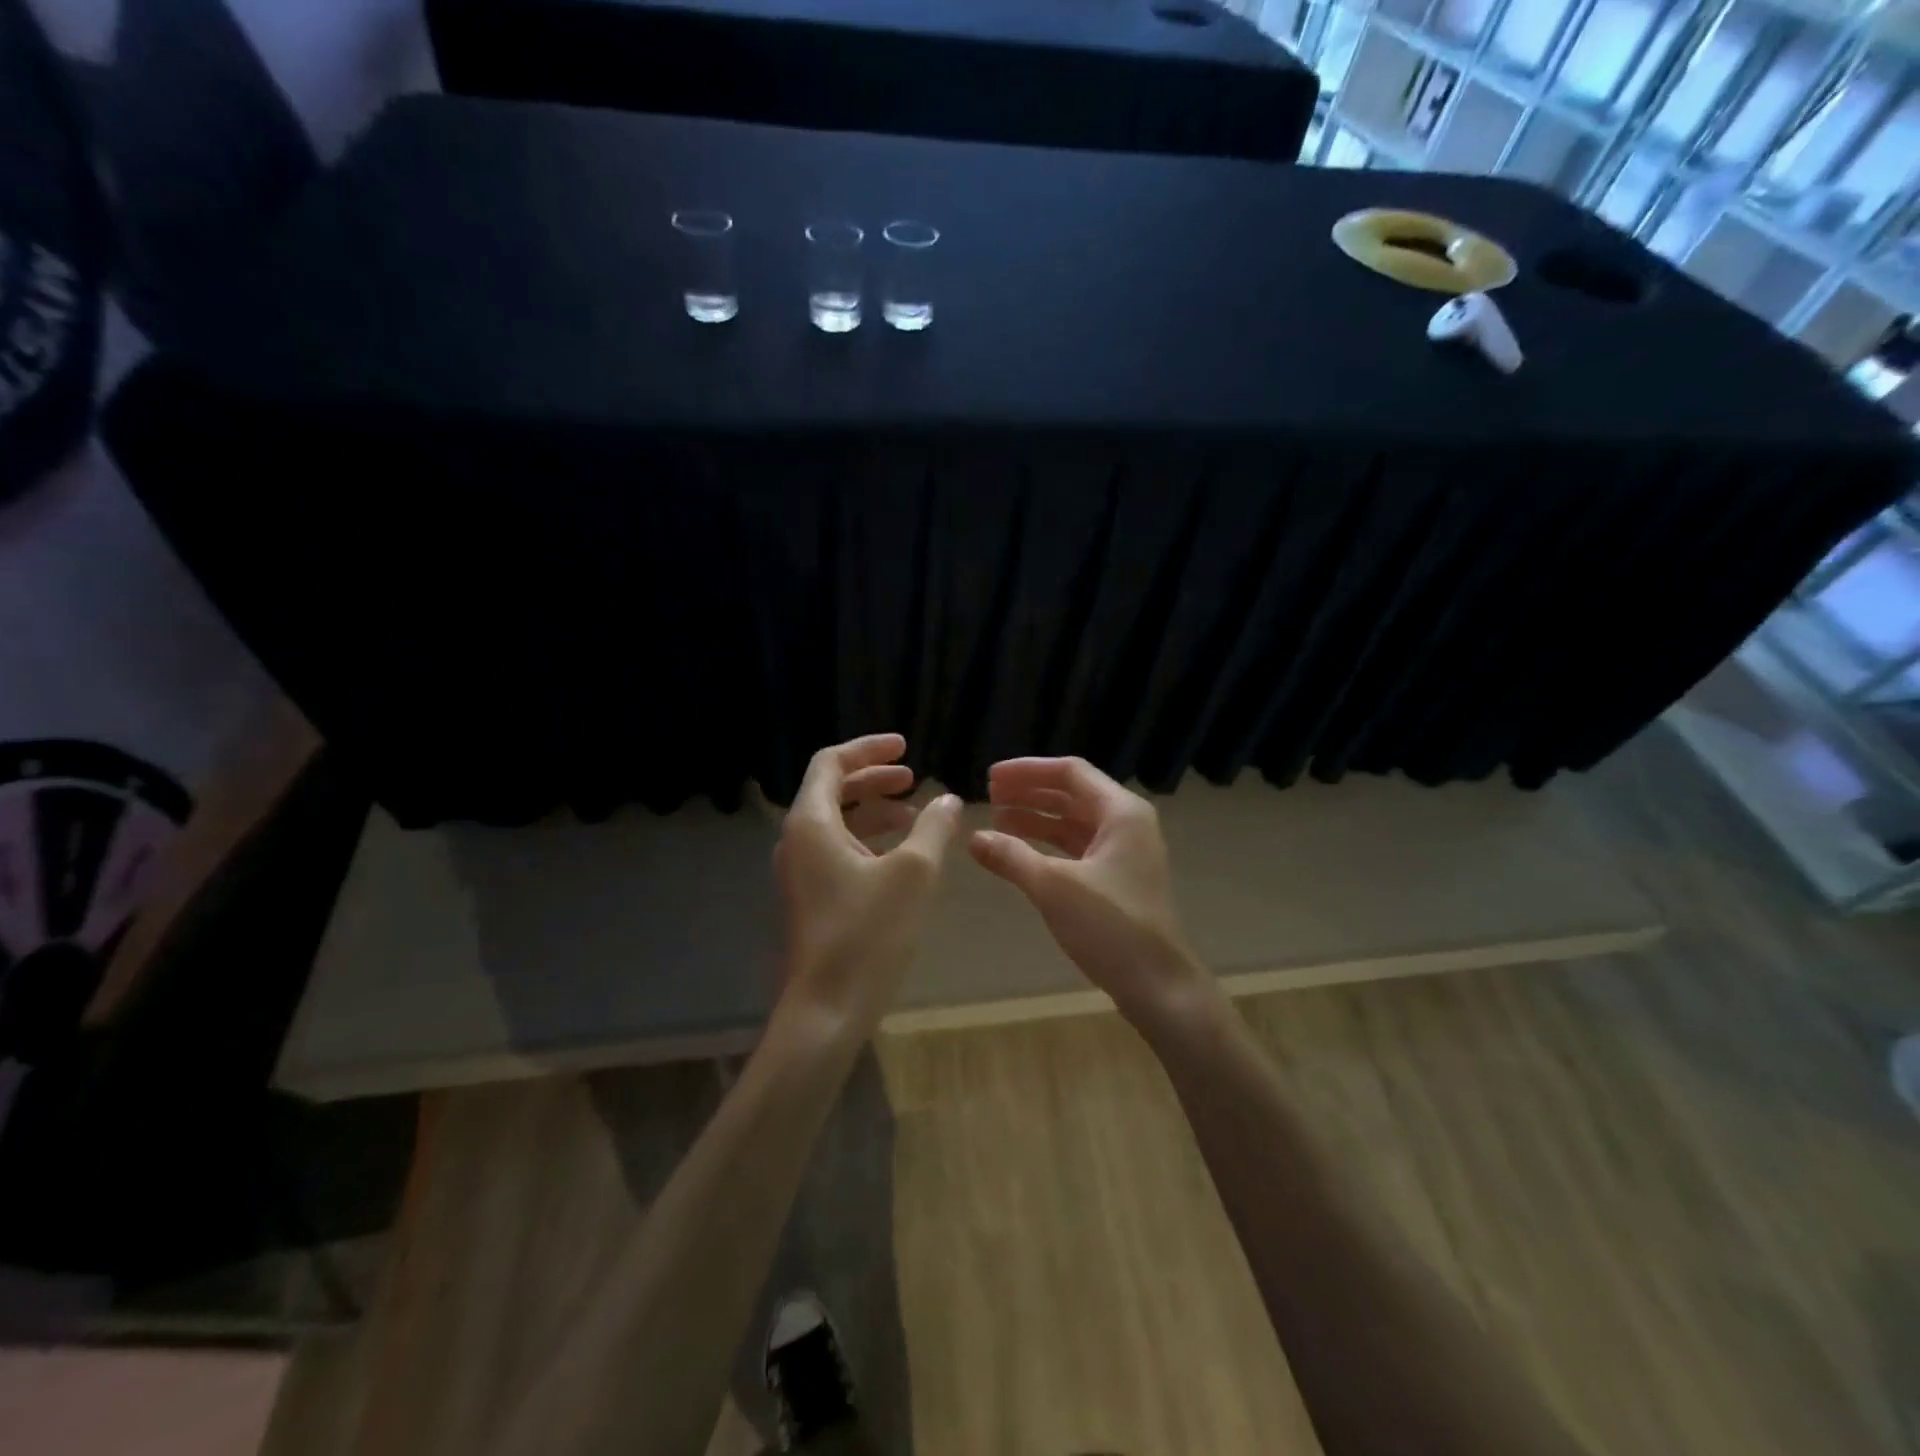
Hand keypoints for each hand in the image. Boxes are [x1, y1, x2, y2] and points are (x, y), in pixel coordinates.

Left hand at [775, 733, 962, 1034]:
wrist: (828, 1009)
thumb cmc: (869, 933)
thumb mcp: (914, 872)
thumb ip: (934, 827)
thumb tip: (948, 799)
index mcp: (811, 823)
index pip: (831, 763)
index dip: (868, 749)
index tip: (905, 747)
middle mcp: (798, 841)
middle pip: (833, 790)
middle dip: (874, 779)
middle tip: (913, 776)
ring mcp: (801, 871)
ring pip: (838, 823)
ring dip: (875, 811)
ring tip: (917, 814)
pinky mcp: (812, 897)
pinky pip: (839, 850)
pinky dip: (870, 840)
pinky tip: (903, 855)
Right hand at [969, 757, 1210, 1025]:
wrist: (1159, 986)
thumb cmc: (1111, 927)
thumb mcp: (1054, 887)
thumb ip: (1012, 857)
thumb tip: (973, 838)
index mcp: (1121, 812)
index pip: (1070, 772)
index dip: (1027, 771)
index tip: (990, 777)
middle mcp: (1127, 824)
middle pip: (1072, 794)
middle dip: (1029, 792)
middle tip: (988, 794)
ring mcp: (1124, 852)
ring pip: (1074, 821)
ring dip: (1036, 817)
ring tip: (996, 819)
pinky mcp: (1117, 879)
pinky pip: (1077, 847)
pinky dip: (1048, 844)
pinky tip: (1019, 850)